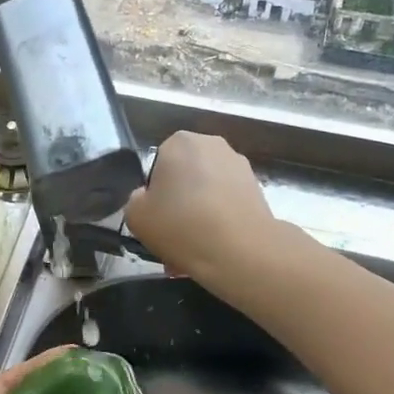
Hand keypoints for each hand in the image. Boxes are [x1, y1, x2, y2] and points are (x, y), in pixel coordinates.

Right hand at [125, 132, 277, 286]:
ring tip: (193, 247)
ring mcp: (239, 165)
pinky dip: (219, 220)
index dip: (154, 193)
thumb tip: (148, 198)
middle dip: (179, 202)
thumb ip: (136, 200)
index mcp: (180, 142)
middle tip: (172, 233)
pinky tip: (213, 247)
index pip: (157, 163)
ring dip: (198, 213)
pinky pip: (227, 203)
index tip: (156, 217)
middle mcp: (212, 144)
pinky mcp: (257, 188)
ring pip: (207, 191)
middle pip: (185, 175)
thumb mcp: (135, 216)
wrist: (240, 252)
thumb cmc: (181, 225)